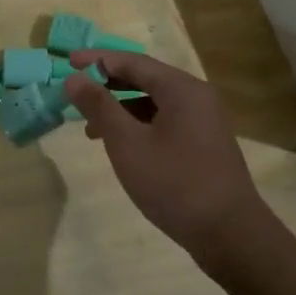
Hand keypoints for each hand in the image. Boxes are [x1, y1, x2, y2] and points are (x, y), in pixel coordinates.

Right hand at [63, 50, 267, 266]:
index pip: (132, 61)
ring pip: (154, 102)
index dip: (97, 60)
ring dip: (120, 108)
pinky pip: (165, 120)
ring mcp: (204, 121)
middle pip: (145, 78)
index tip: (67, 61)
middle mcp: (196, 96)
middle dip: (107, 84)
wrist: (229, 234)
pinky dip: (138, 125)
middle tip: (74, 91)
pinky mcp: (204, 143)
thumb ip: (99, 107)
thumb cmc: (174, 183)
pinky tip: (121, 145)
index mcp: (181, 89)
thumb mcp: (127, 143)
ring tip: (89, 126)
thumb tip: (73, 78)